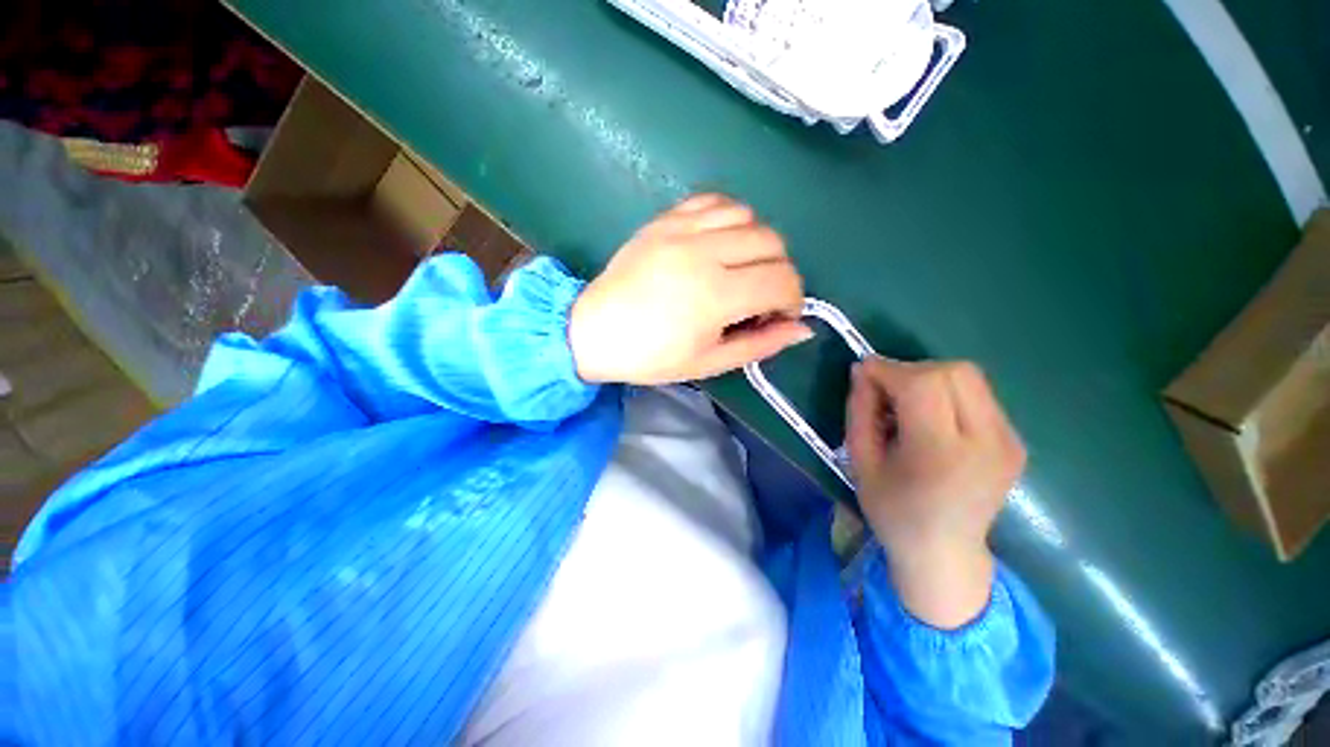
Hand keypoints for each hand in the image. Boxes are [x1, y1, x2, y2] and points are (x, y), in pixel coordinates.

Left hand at [569, 194, 811, 384]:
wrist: (595, 330)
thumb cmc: (652, 356)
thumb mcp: (710, 362)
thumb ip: (760, 344)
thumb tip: (802, 329)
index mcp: (716, 295)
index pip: (783, 281)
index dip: (792, 300)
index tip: (777, 316)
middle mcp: (704, 252)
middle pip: (773, 244)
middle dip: (779, 273)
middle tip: (759, 297)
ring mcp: (682, 229)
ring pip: (749, 217)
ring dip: (757, 245)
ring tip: (739, 270)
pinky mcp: (666, 218)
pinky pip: (715, 201)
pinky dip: (731, 219)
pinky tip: (720, 243)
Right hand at [846, 358, 1025, 628]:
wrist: (946, 553)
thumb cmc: (893, 512)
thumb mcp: (861, 461)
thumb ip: (860, 411)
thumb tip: (862, 371)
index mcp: (941, 455)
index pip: (923, 384)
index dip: (889, 369)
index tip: (864, 372)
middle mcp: (987, 443)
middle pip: (954, 372)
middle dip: (911, 370)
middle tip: (886, 390)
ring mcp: (1008, 442)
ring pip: (970, 377)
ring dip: (930, 378)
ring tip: (908, 403)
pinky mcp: (1016, 441)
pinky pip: (979, 395)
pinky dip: (948, 392)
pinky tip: (932, 417)